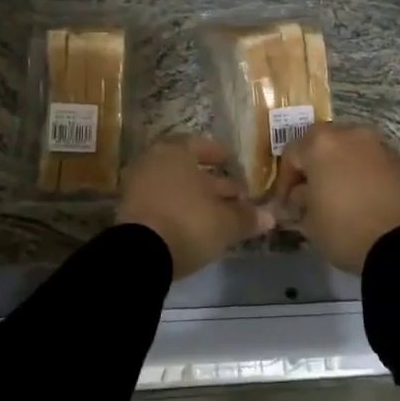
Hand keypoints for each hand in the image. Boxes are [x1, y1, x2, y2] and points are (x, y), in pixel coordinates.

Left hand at [117, 136, 273, 279]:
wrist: (139, 255)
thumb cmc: (187, 223)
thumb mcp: (225, 223)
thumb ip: (246, 217)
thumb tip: (270, 217)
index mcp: (175, 153)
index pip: (199, 145)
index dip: (218, 153)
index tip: (232, 161)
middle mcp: (152, 162)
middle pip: (186, 168)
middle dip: (212, 181)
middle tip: (234, 193)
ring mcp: (137, 187)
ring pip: (173, 187)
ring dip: (195, 197)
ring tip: (218, 212)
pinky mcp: (129, 212)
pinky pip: (161, 203)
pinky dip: (178, 210)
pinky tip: (196, 225)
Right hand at [272, 123, 399, 274]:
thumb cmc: (347, 228)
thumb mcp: (310, 222)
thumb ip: (299, 204)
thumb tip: (299, 197)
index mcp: (321, 143)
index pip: (291, 154)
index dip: (284, 180)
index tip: (286, 204)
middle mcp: (350, 134)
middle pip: (322, 144)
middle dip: (313, 167)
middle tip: (310, 194)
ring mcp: (379, 145)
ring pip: (349, 150)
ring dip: (339, 168)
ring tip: (337, 197)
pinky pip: (371, 162)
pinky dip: (362, 175)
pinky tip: (362, 200)